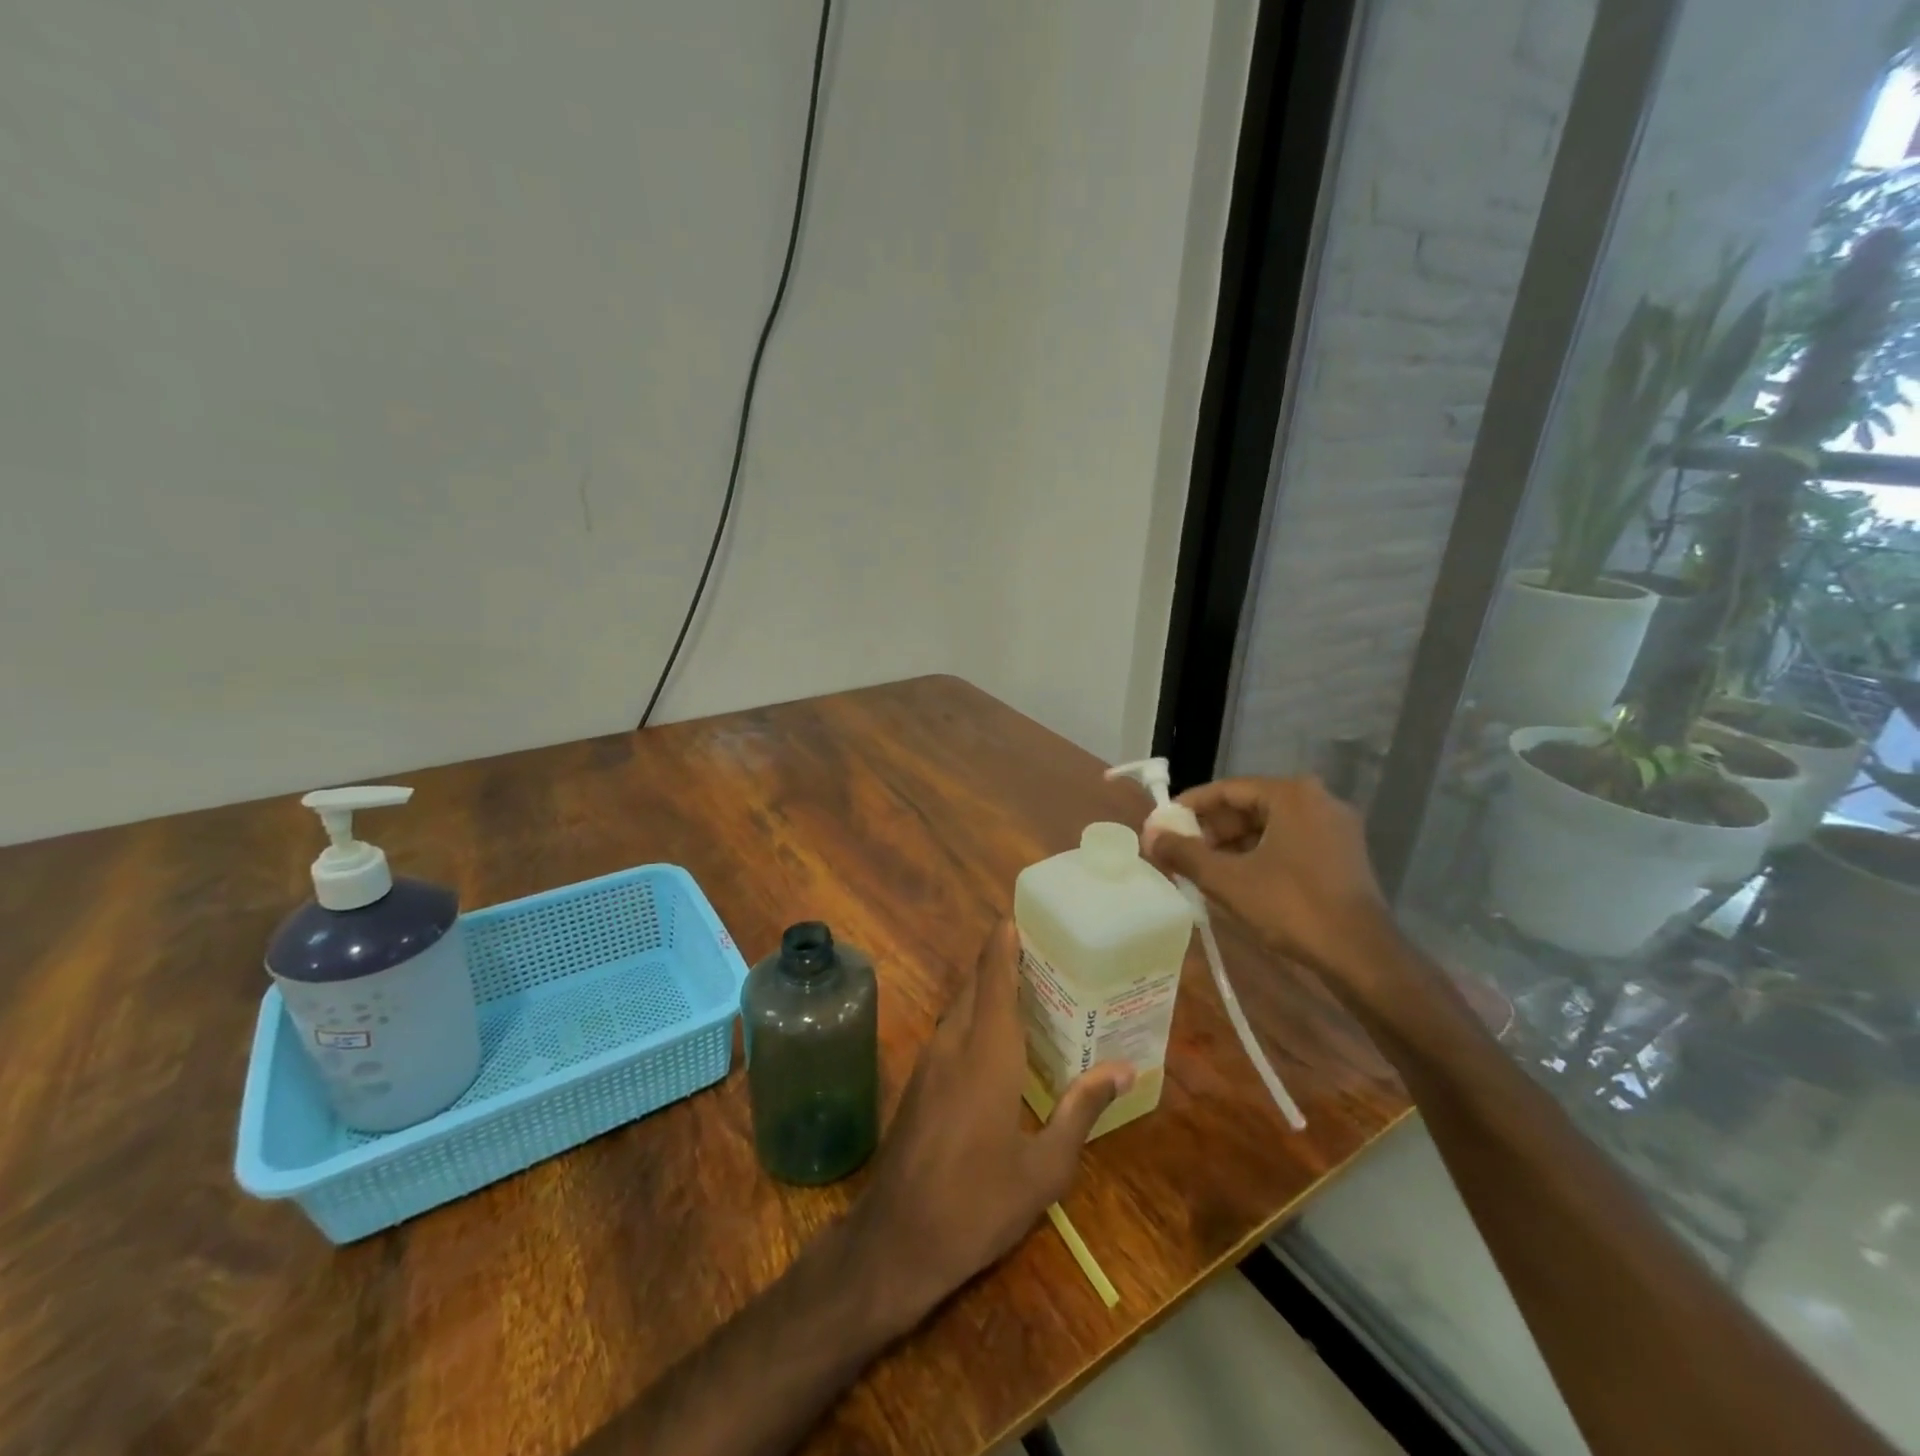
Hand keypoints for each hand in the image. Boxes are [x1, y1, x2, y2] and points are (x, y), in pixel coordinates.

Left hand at [853, 920, 1132, 1325]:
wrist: (897, 1240)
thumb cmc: (978, 1202)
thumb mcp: (1045, 1167)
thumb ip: (1081, 1109)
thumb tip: (1123, 1067)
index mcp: (987, 1051)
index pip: (993, 976)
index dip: (1004, 941)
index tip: (1021, 914)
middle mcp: (954, 1042)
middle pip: (976, 984)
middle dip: (1003, 961)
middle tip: (1046, 954)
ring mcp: (929, 1061)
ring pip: (960, 1007)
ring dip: (988, 990)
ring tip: (1031, 991)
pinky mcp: (919, 1082)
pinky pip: (951, 1031)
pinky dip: (975, 1018)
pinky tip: (999, 1042)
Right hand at [1142, 776, 1393, 991]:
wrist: (1361, 955)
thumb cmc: (1291, 907)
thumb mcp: (1227, 879)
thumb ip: (1184, 853)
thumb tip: (1149, 836)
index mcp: (1291, 794)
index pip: (1227, 789)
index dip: (1189, 807)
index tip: (1163, 826)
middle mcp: (1317, 800)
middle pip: (1248, 806)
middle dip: (1210, 830)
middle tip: (1180, 852)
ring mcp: (1334, 828)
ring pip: (1268, 827)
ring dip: (1232, 845)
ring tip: (1201, 870)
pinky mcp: (1342, 854)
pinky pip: (1288, 843)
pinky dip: (1258, 856)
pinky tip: (1236, 880)